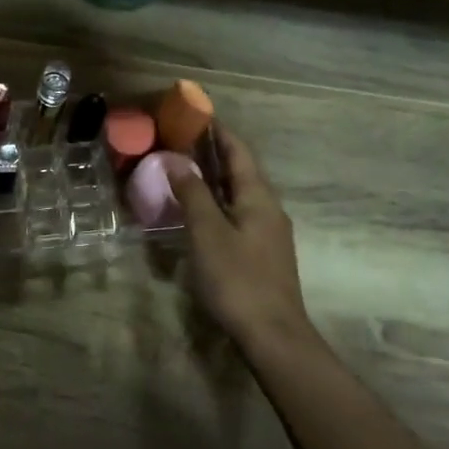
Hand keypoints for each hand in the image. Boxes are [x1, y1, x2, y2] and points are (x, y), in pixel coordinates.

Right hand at [167, 125, 311, 346]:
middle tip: (180, 141)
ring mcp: (267, 232)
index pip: (239, 152)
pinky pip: (237, 214)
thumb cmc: (237, 278)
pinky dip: (216, 202)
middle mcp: (268, 209)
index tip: (195, 115)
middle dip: (213, 153)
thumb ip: (192, 194)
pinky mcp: (260, 253)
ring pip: (238, 194)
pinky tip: (198, 212)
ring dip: (214, 179)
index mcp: (259, 198)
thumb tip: (176, 161)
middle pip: (241, 171)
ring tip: (184, 170)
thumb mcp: (208, 233)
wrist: (272, 333)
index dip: (218, 132)